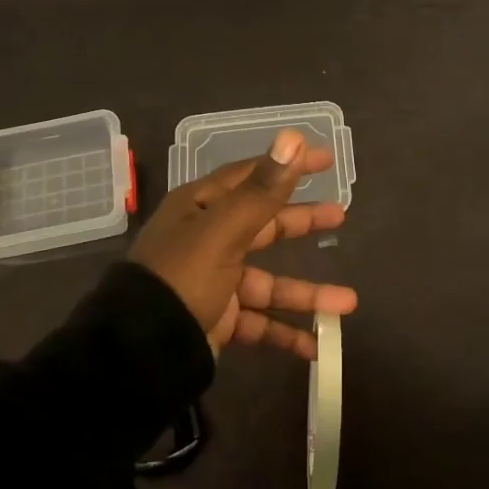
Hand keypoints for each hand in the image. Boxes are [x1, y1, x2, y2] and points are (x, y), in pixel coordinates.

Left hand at [129, 128, 356, 358]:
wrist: (140, 351)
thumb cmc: (182, 277)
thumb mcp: (223, 231)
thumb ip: (262, 191)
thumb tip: (293, 137)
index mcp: (201, 208)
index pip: (251, 176)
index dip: (287, 167)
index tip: (325, 160)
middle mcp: (207, 239)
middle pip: (264, 226)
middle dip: (302, 223)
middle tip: (341, 216)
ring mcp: (214, 282)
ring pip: (269, 283)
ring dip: (307, 293)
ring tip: (348, 302)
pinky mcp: (219, 319)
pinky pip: (260, 322)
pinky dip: (286, 333)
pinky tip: (317, 345)